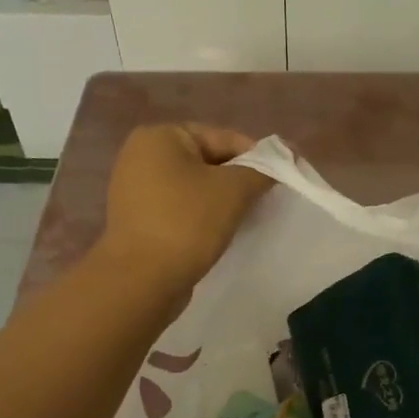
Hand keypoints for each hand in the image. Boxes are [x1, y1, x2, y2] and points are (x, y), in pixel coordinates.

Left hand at [98, 123, 271, 296]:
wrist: (142, 280)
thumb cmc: (187, 223)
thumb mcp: (234, 190)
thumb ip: (261, 170)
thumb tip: (278, 164)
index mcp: (160, 136)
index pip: (223, 138)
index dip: (258, 157)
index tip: (283, 177)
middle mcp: (141, 155)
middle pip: (208, 160)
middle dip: (239, 179)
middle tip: (267, 200)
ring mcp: (135, 189)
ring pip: (195, 187)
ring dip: (222, 200)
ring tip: (247, 218)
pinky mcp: (138, 219)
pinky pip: (181, 208)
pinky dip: (203, 216)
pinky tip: (221, 232)